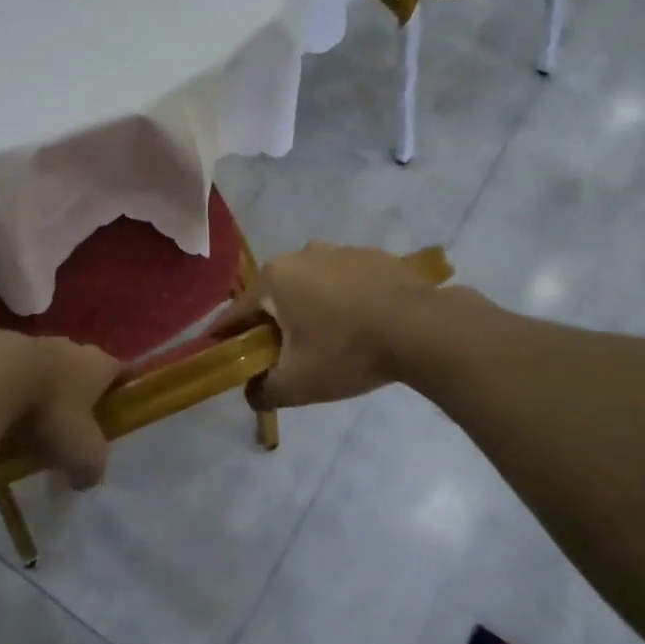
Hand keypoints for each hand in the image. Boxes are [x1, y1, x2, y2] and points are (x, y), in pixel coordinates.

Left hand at [0, 323, 119, 488]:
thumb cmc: (49, 411)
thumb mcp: (81, 451)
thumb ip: (91, 466)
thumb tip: (87, 478)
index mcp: (95, 365)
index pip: (119, 370)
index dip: (120, 387)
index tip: (117, 404)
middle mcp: (65, 346)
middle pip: (76, 365)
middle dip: (73, 388)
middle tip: (64, 420)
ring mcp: (23, 339)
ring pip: (34, 362)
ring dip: (31, 382)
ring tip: (18, 415)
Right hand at [215, 241, 457, 408]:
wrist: (423, 328)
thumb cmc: (347, 350)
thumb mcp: (298, 384)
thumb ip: (263, 390)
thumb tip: (252, 393)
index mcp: (274, 278)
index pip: (236, 313)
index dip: (226, 337)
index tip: (221, 353)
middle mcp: (301, 254)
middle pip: (275, 296)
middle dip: (273, 324)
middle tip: (283, 355)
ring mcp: (340, 250)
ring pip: (311, 286)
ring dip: (310, 309)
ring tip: (329, 341)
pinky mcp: (373, 256)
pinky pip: (345, 281)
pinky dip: (344, 300)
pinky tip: (361, 325)